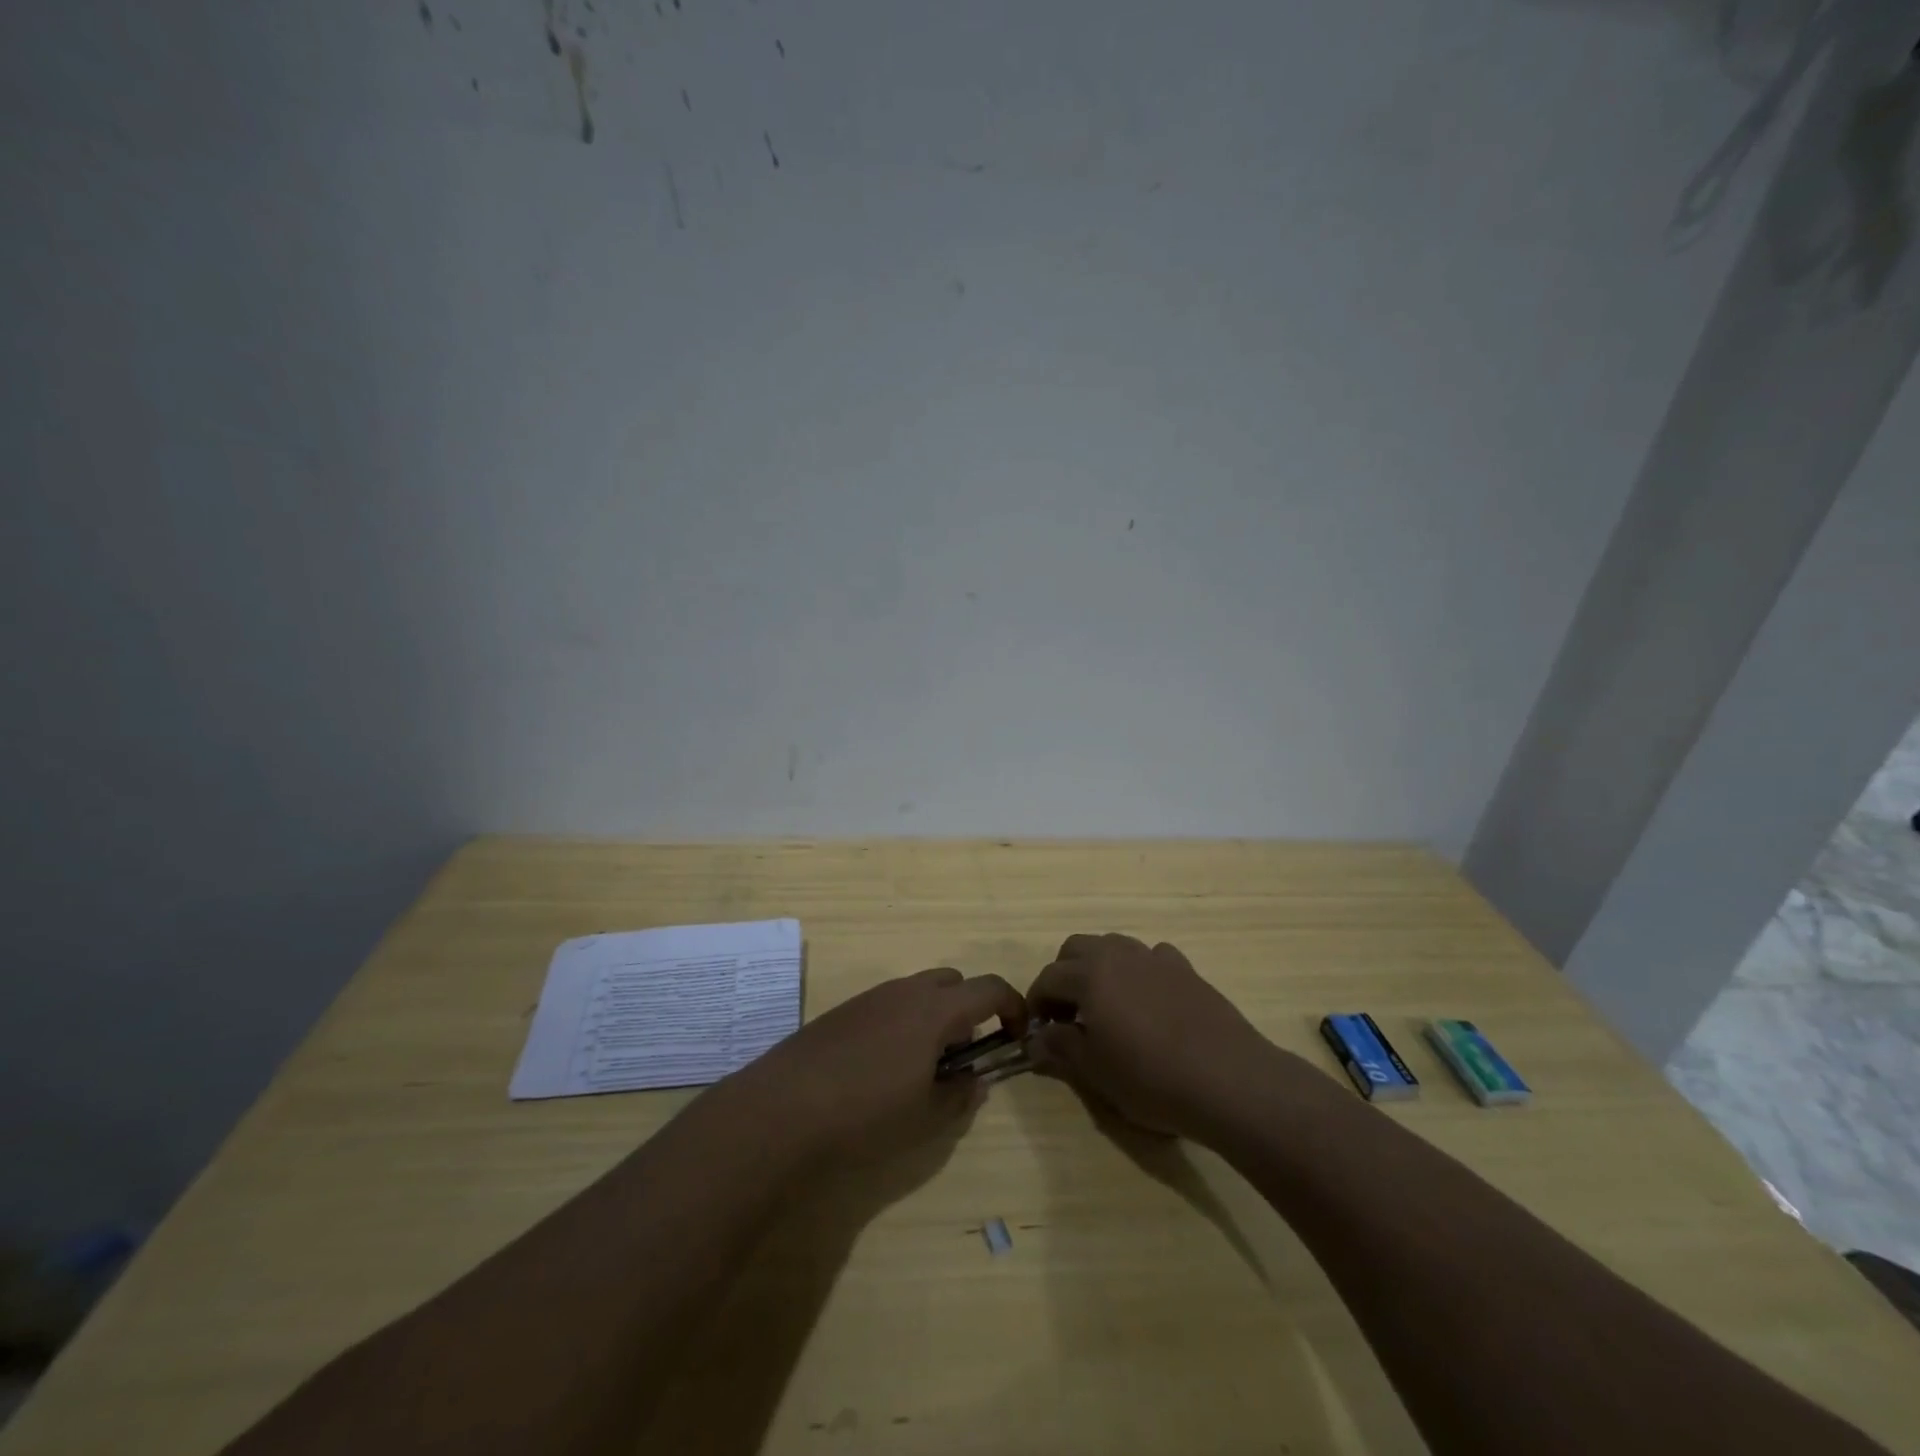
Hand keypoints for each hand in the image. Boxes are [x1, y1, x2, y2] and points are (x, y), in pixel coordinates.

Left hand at [744, 967, 1026, 1163]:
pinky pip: (888, 1003)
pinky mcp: (843, 1010)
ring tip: (923, 1065)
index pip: (990, 988)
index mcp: (934, 1010)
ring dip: (934, 1016)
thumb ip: (960, 1095)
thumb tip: (976, 1079)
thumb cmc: (865, 1114)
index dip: (1013, 1007)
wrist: (781, 1109)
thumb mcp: (925, 1116)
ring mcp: (870, 997)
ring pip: (918, 991)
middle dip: (969, 1008)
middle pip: (953, 981)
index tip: (1017, 1036)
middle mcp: (905, 991)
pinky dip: (903, 1022)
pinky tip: (882, 1066)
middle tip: (964, 1053)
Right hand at [1028, 934, 1281, 1140]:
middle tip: (1067, 1013)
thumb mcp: (1096, 1072)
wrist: (1229, 1080)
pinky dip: (1139, 971)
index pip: (1048, 978)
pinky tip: (1148, 1001)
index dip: (1036, 1002)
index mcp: (1090, 976)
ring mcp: (1155, 958)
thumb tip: (1036, 1040)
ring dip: (1099, 967)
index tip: (1037, 1029)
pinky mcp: (1186, 969)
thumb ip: (1061, 1049)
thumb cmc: (1152, 1079)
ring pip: (1114, 946)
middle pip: (1076, 948)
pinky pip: (1151, 958)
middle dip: (1063, 975)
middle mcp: (1118, 955)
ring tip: (1105, 1005)